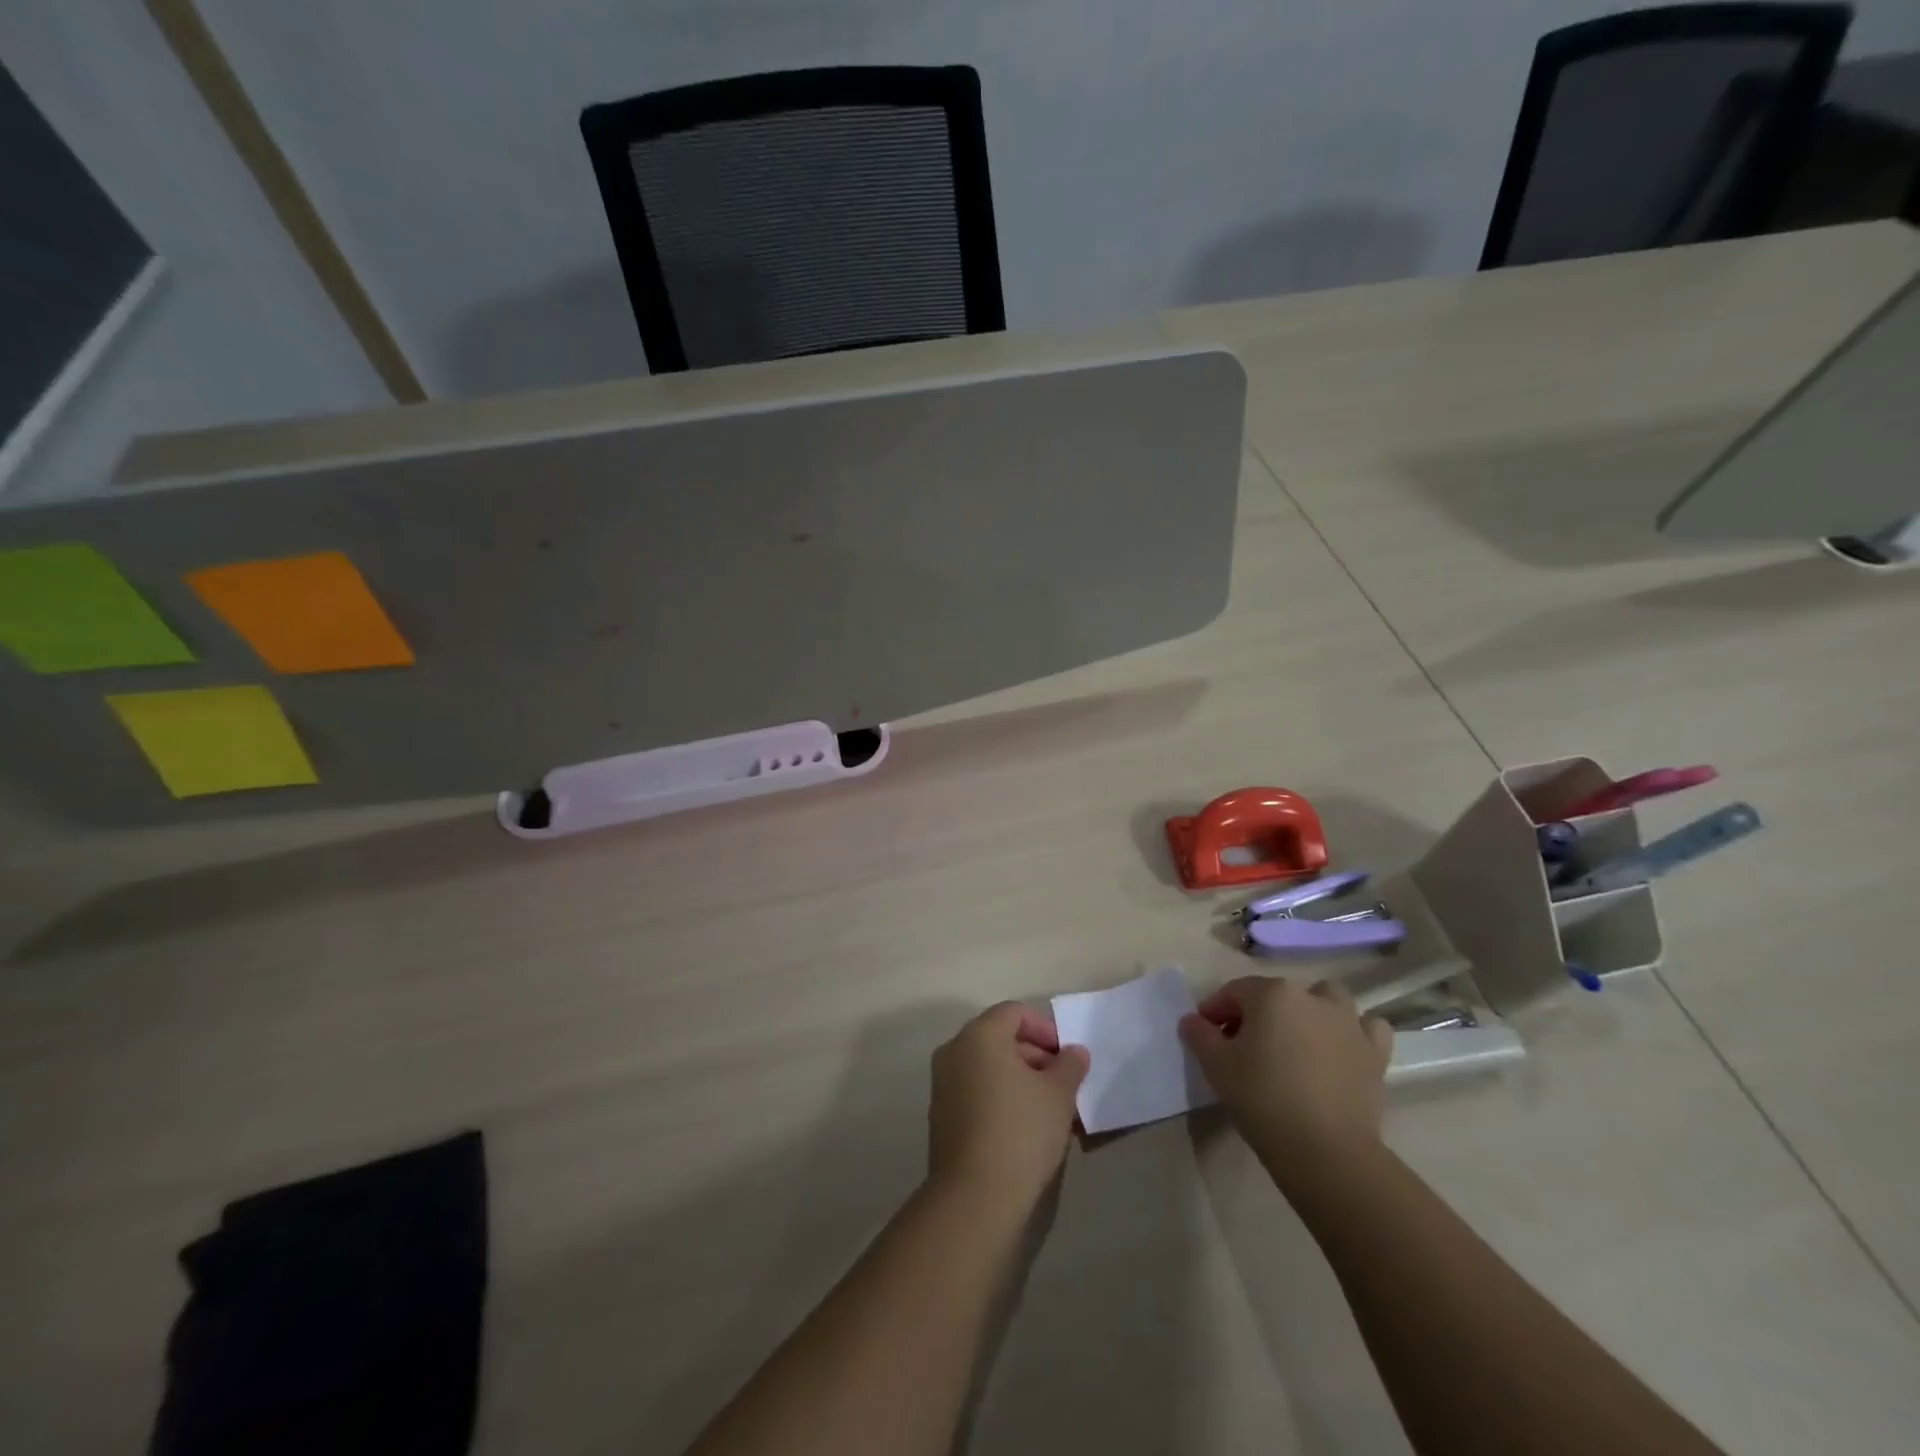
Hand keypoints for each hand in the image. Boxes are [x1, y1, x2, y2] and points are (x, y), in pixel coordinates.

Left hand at [928, 1002, 1088, 1210]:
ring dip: (1019, 1079)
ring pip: (988, 1067)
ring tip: (1049, 1109)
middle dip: (1034, 1055)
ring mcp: (943, 1084)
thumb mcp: (1059, 1094)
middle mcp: (954, 1051)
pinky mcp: (941, 1116)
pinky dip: (1000, 1097)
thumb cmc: (1022, 1131)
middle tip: (1063, 1084)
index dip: (1045, 1029)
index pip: (1014, 1013)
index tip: (1067, 1058)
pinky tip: (1025, 1127)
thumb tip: (1074, 1052)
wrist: (976, 1197)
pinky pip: (975, 1091)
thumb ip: (1070, 1065)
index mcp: (979, 1035)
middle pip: (999, 1038)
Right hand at [1179, 977, 1391, 1168]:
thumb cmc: (1263, 1098)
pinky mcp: (1375, 1053)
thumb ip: (1199, 1034)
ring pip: (1326, 999)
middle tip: (1244, 1045)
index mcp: (1272, 994)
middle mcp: (1312, 997)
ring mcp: (1349, 1023)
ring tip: (1295, 1041)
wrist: (1326, 1151)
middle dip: (1258, 1012)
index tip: (1205, 1036)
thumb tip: (1193, 1020)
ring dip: (1310, 1011)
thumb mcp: (1216, 1065)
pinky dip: (1353, 1031)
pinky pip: (1366, 1027)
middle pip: (1277, 994)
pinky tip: (1339, 1049)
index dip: (1215, 1011)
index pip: (1234, 992)